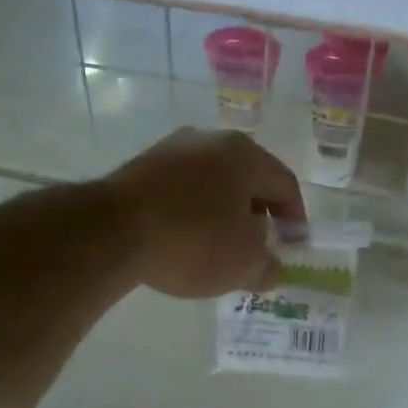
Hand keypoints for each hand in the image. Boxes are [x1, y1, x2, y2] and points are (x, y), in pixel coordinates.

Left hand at [105, 129, 306, 298]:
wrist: (113, 231)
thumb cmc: (193, 242)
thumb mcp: (244, 265)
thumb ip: (268, 266)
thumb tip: (270, 267)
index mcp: (246, 155)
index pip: (285, 184)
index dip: (295, 219)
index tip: (291, 247)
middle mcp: (211, 140)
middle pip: (247, 179)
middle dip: (257, 214)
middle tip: (257, 247)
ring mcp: (171, 149)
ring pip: (212, 182)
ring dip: (222, 212)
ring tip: (218, 247)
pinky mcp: (141, 166)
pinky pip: (180, 189)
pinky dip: (191, 212)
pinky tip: (182, 239)